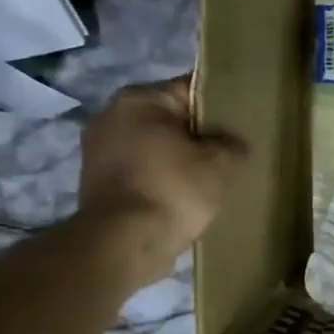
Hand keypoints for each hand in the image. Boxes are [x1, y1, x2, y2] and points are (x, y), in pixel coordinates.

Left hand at [77, 77, 245, 277]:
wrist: (123, 243)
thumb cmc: (173, 190)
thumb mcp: (220, 165)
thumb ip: (232, 145)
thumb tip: (231, 144)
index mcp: (140, 98)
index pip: (191, 90)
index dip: (220, 109)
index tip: (239, 128)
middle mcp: (111, 115)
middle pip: (168, 119)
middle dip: (195, 137)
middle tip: (226, 158)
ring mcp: (97, 150)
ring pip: (152, 147)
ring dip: (174, 161)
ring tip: (204, 183)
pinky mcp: (95, 182)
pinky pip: (139, 172)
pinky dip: (157, 181)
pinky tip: (179, 199)